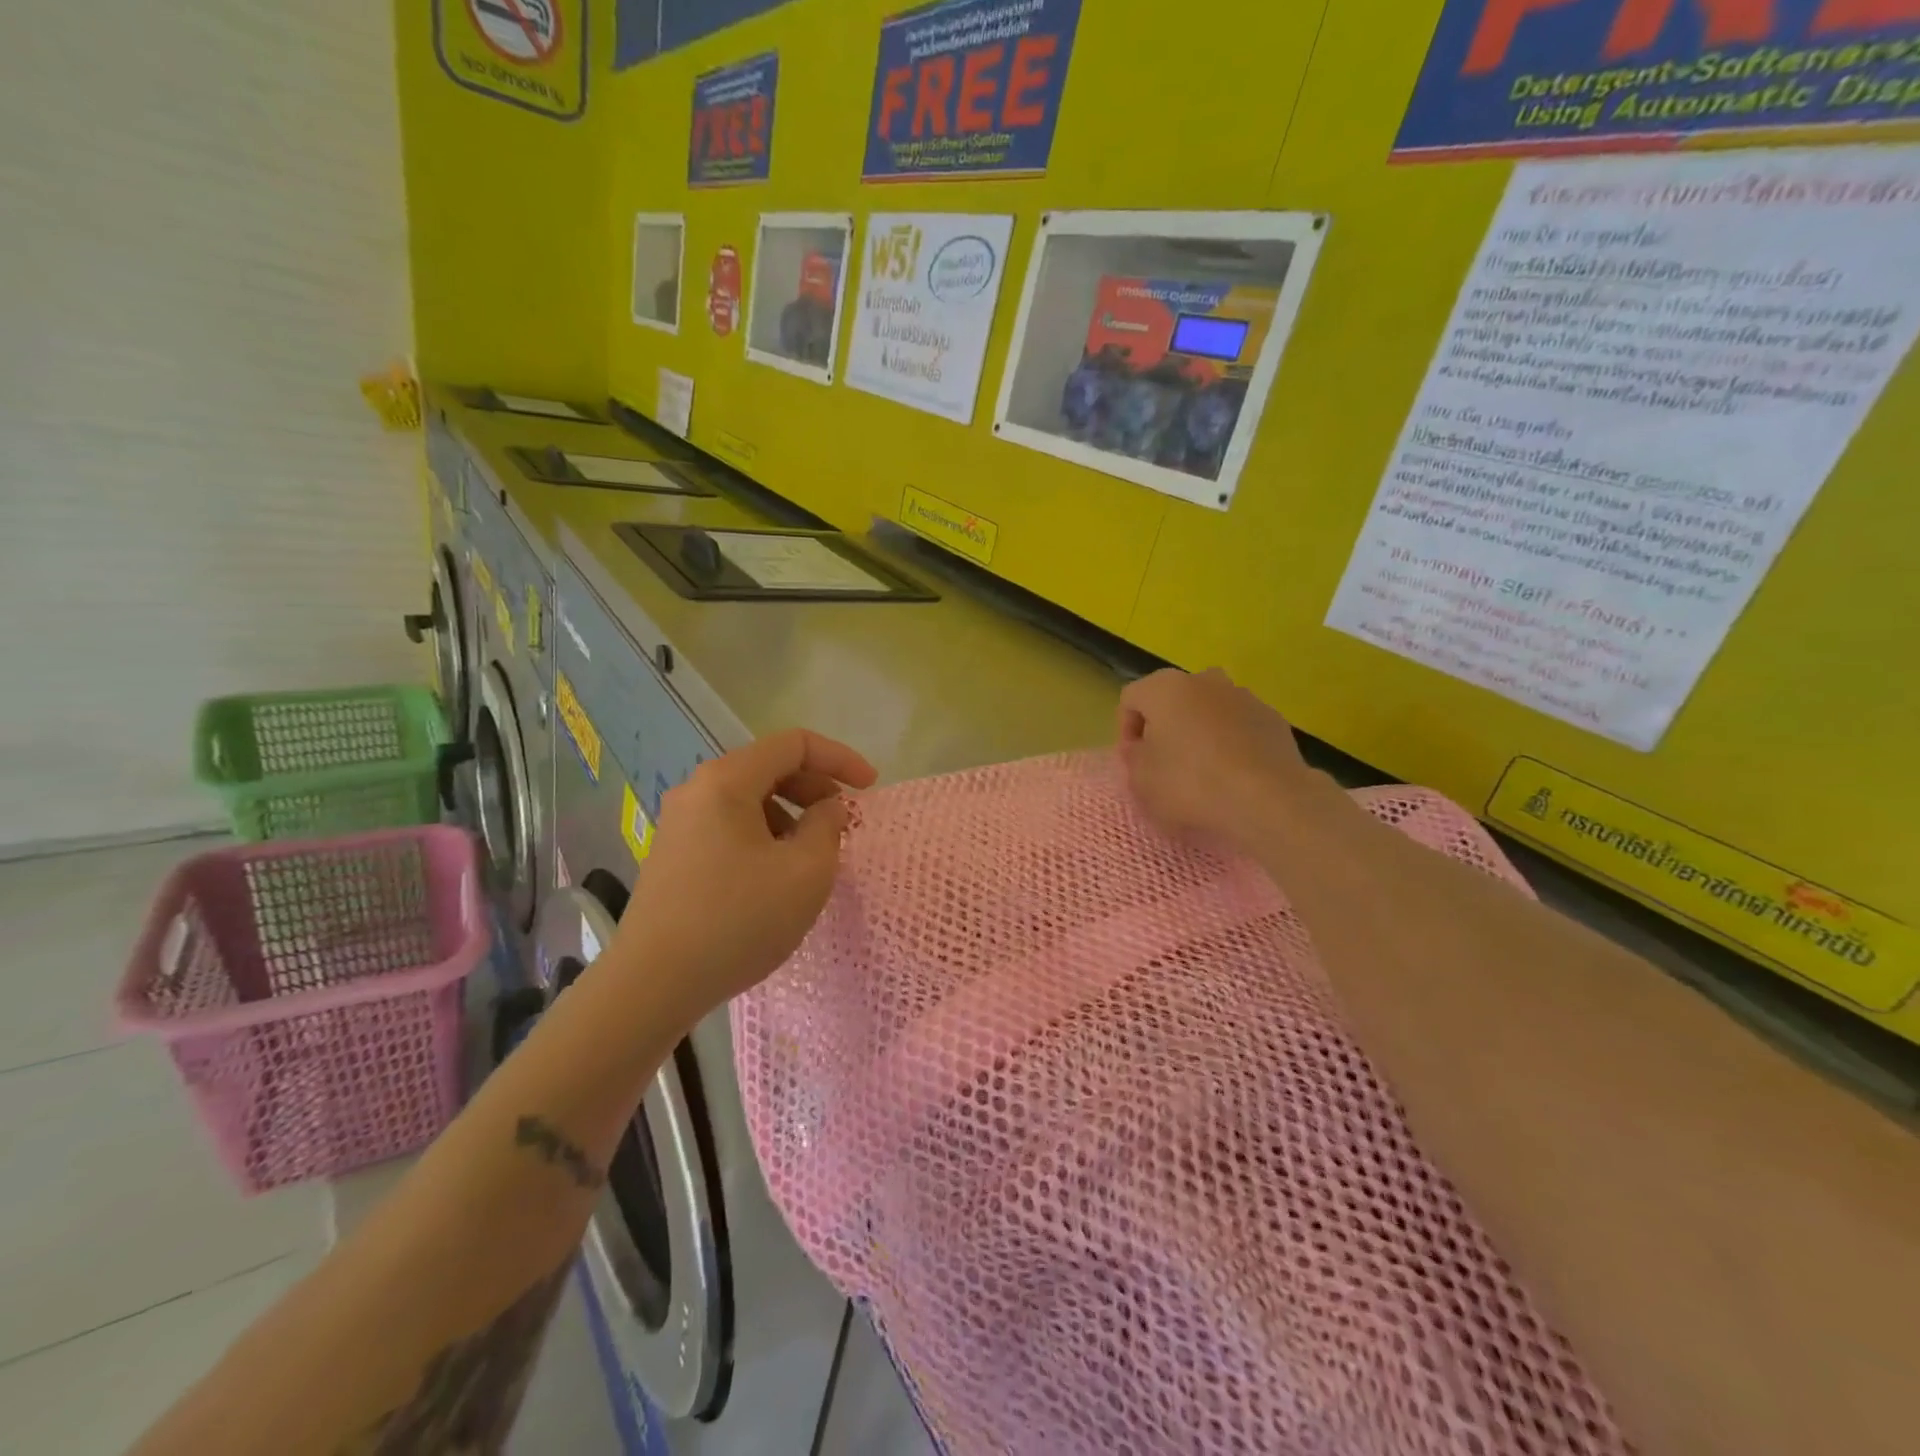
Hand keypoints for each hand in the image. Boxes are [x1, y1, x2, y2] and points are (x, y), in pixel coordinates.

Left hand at [611, 729, 875, 1025]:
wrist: (653, 984)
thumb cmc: (739, 919)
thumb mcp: (806, 872)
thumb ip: (828, 826)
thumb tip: (826, 808)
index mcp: (727, 781)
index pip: (794, 745)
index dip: (840, 758)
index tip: (870, 788)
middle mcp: (697, 791)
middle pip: (768, 768)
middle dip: (815, 788)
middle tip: (843, 821)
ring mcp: (680, 824)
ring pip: (749, 800)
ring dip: (790, 815)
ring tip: (812, 855)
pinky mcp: (674, 855)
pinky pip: (730, 827)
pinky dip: (764, 836)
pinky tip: (775, 876)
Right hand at [1117, 668, 1326, 855]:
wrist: (1269, 800)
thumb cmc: (1191, 785)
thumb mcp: (1142, 780)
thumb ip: (1133, 759)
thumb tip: (1142, 749)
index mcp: (1165, 688)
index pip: (1131, 699)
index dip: (1125, 730)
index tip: (1133, 761)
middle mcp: (1204, 681)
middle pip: (1173, 700)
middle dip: (1165, 728)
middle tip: (1164, 764)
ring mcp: (1244, 697)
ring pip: (1209, 712)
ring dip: (1199, 734)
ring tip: (1202, 773)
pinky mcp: (1273, 719)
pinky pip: (1239, 728)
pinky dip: (1231, 745)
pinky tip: (1233, 777)